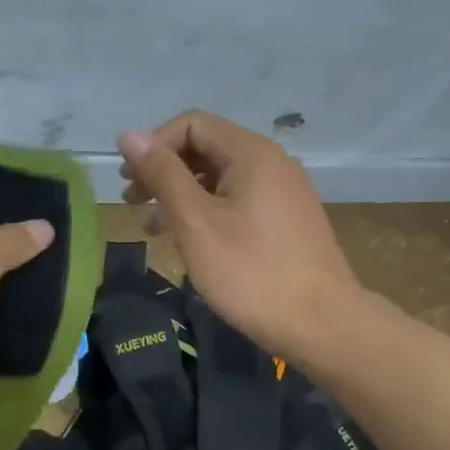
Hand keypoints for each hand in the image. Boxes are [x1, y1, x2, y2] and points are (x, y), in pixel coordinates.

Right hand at [118, 111, 360, 358]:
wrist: (320, 324)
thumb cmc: (250, 272)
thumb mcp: (196, 222)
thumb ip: (162, 174)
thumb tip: (129, 134)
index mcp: (251, 153)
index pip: (192, 124)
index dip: (154, 145)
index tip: (129, 181)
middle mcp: (271, 162)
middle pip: (205, 148)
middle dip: (163, 170)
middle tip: (132, 202)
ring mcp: (282, 192)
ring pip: (219, 178)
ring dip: (180, 195)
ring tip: (151, 227)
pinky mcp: (286, 220)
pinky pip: (237, 201)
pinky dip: (206, 212)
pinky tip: (188, 241)